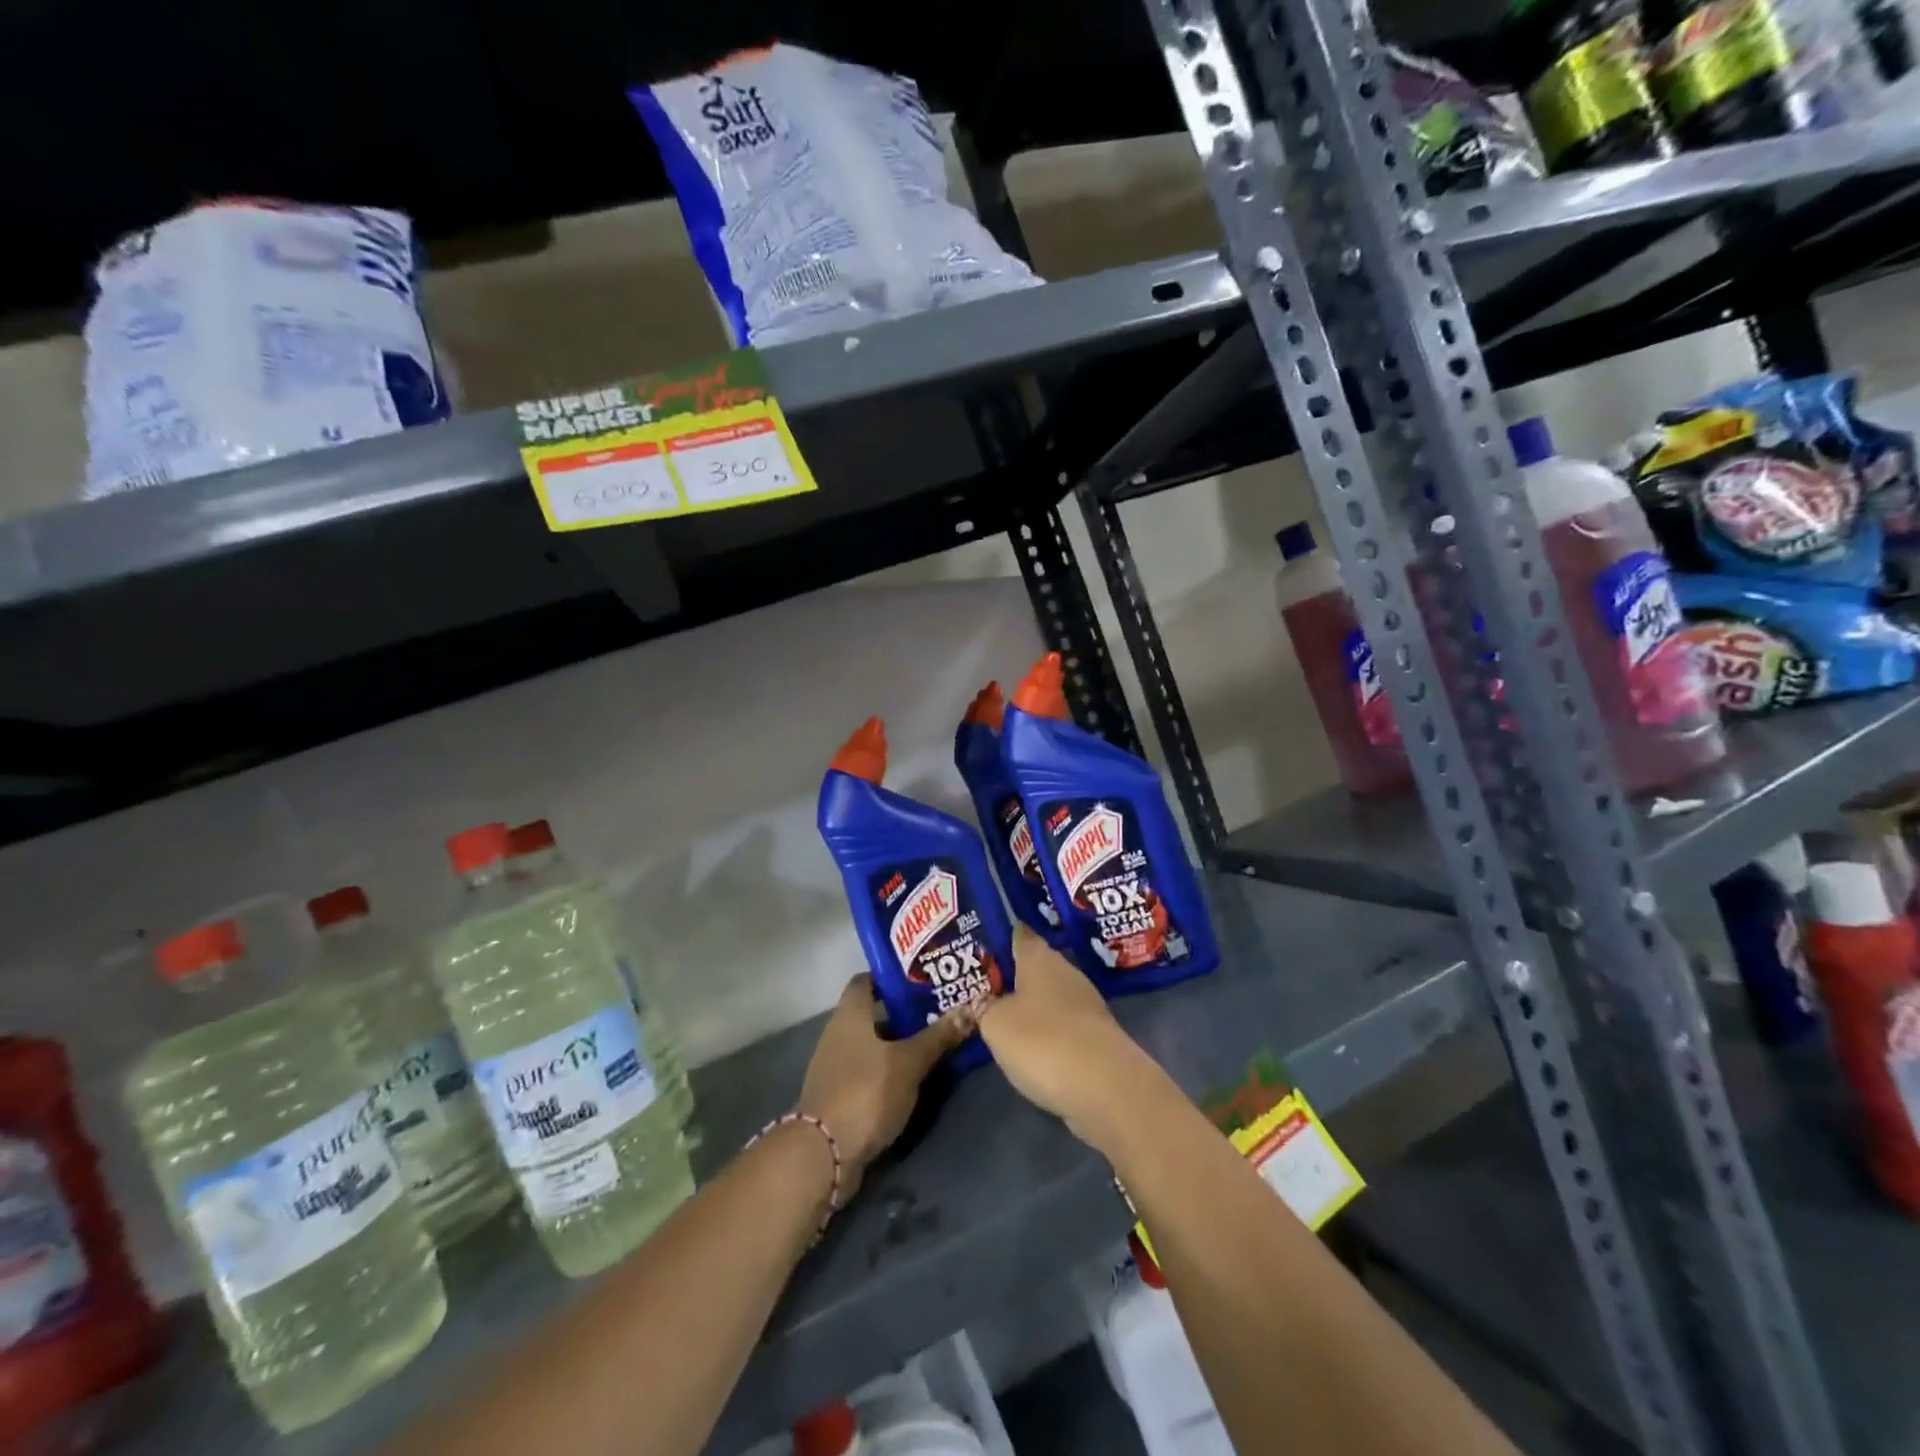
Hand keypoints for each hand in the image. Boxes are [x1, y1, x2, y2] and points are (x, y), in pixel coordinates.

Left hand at [796, 975, 974, 1197]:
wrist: (823, 1154)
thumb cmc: (865, 1092)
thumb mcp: (909, 1063)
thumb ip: (938, 1037)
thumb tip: (970, 1008)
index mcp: (850, 1014)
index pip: (868, 980)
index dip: (893, 977)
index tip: (924, 979)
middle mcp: (838, 1033)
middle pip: (874, 1013)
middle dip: (905, 1012)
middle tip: (941, 1011)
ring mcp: (836, 1066)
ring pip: (873, 1044)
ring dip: (899, 1043)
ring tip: (935, 1042)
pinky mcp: (840, 1095)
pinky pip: (869, 1070)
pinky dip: (889, 1070)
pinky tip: (915, 1077)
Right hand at [977, 928, 1158, 1147]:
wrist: (1107, 1088)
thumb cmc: (1043, 1041)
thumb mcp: (996, 1025)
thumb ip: (984, 1010)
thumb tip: (983, 1002)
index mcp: (1040, 959)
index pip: (1020, 935)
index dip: (1003, 936)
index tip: (984, 942)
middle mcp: (1066, 973)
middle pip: (1036, 967)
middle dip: (1014, 976)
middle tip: (984, 987)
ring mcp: (1087, 1006)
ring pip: (1050, 998)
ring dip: (1031, 1007)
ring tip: (1002, 1019)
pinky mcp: (1097, 1038)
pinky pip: (1064, 1026)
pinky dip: (1048, 1034)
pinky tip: (1031, 1048)